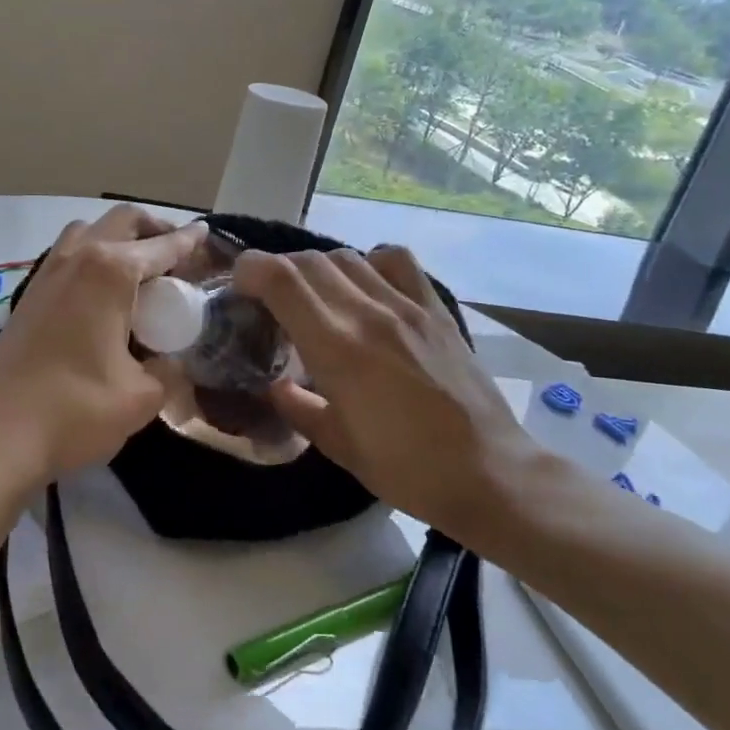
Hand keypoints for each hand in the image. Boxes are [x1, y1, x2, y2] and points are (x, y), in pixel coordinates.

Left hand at [0, 205, 206, 493]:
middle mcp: (77, 257)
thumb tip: (174, 361)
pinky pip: (66, 254)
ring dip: (117, 237)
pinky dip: (91, 255)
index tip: (206, 233)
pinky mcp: (28, 294)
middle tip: (176, 253)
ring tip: (137, 268)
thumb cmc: (75, 410)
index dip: (189, 240)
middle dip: (153, 228)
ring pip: (87, 231)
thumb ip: (169, 370)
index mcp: (110, 271)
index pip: (161, 246)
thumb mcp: (141, 397)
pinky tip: (100, 294)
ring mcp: (47, 273)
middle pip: (121, 220)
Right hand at [232, 245, 532, 537]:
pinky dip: (370, 262)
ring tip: (315, 295)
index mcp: (337, 348)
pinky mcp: (435, 308)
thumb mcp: (338, 445)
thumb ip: (296, 406)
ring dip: (318, 267)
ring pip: (346, 256)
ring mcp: (406, 305)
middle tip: (270, 298)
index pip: (281, 279)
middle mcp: (368, 313)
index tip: (239, 285)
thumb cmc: (406, 469)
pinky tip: (367, 287)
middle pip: (308, 260)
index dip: (250, 269)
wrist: (490, 473)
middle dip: (278, 269)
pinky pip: (396, 260)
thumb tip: (273, 384)